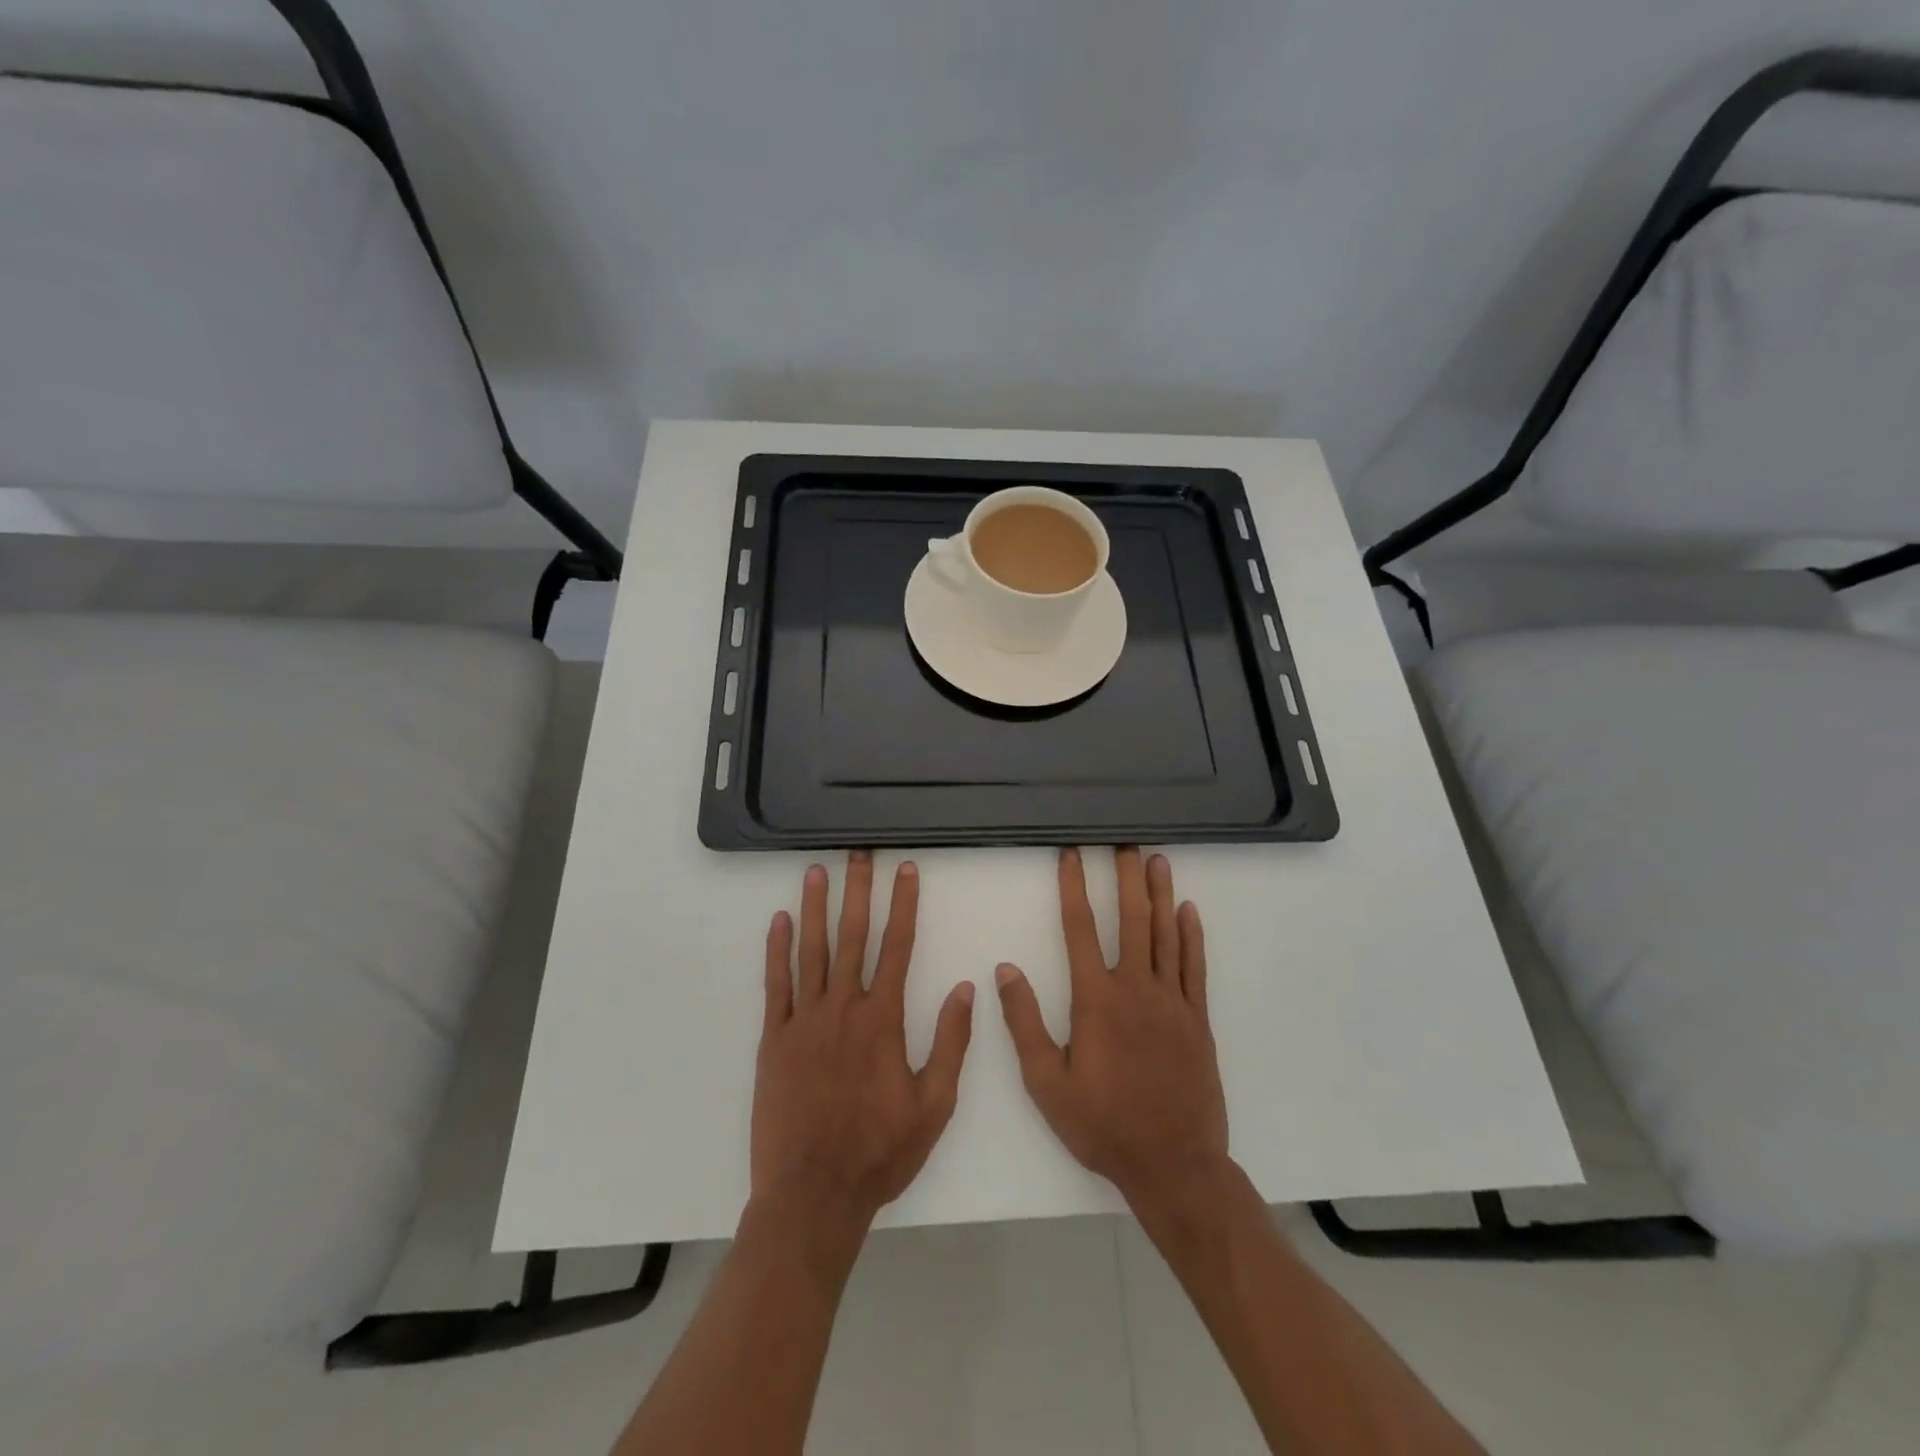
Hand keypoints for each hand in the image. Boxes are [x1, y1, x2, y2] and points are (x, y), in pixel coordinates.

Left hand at [753, 853, 975, 1230]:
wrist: (813, 1194)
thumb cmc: (880, 1152)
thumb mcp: (934, 1104)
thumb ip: (950, 1042)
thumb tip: (967, 989)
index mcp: (883, 1019)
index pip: (897, 946)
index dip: (904, 904)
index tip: (905, 870)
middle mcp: (843, 1008)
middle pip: (853, 936)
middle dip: (859, 890)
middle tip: (859, 853)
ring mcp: (804, 1020)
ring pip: (812, 950)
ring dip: (816, 907)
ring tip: (817, 871)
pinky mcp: (774, 1038)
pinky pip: (776, 984)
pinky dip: (777, 950)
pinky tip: (780, 921)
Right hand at [995, 847, 1228, 1213]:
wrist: (1173, 1165)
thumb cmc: (1102, 1125)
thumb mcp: (1046, 1083)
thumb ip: (1024, 1023)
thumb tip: (1005, 970)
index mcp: (1096, 1000)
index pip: (1080, 929)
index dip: (1073, 888)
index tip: (1070, 855)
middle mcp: (1136, 989)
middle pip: (1131, 919)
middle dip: (1125, 877)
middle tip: (1124, 843)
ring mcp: (1171, 1002)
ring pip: (1165, 934)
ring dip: (1160, 894)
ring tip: (1156, 860)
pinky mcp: (1197, 1019)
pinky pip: (1193, 967)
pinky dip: (1191, 935)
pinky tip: (1188, 910)